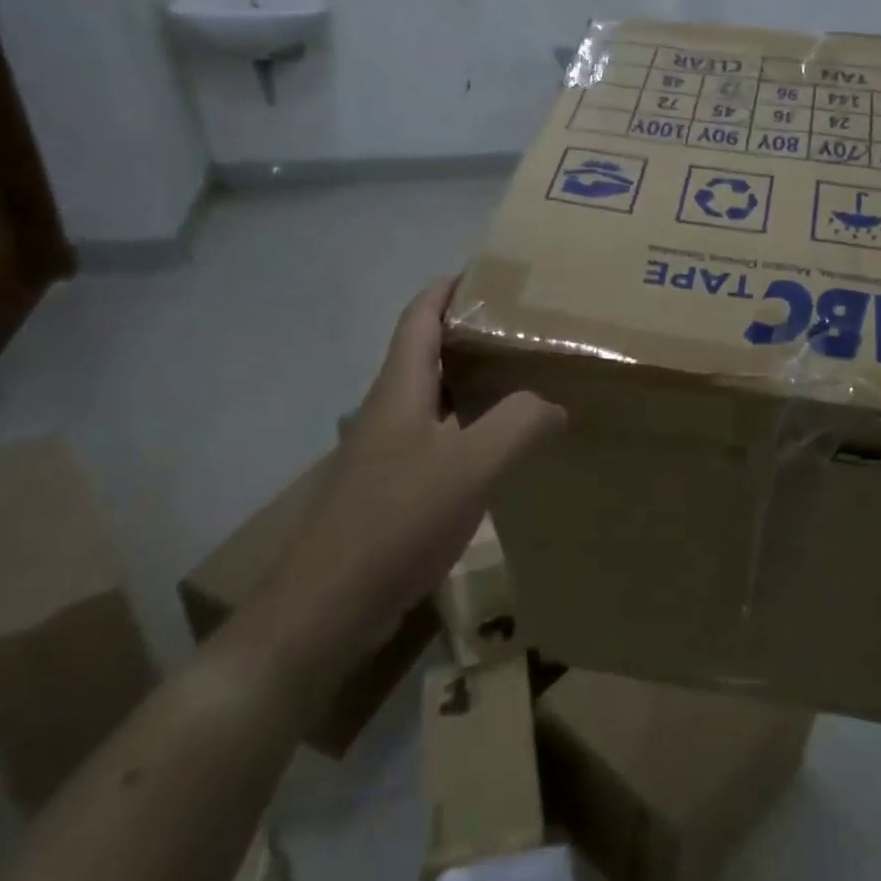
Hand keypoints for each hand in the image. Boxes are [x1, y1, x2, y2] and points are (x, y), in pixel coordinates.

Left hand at [242, 279, 563, 708]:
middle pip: (428, 353)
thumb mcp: (471, 466)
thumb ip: (520, 424)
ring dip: (473, 382)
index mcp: (400, 388)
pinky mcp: (391, 489)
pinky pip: (436, 439)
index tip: (492, 274)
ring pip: (434, 398)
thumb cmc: (396, 521)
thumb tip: (553, 404)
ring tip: (524, 382)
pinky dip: (469, 428)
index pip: (420, 316)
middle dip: (472, 333)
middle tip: (527, 331)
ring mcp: (386, 452)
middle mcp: (388, 410)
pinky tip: (498, 451)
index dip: (449, 288)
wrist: (328, 606)